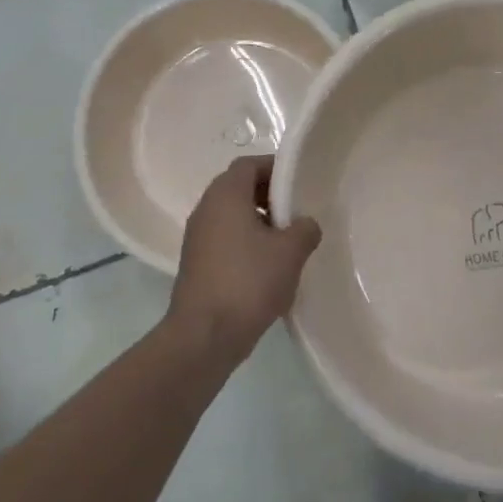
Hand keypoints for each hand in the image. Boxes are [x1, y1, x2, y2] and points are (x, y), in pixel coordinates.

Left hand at [168, 155, 321, 364]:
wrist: (204, 337)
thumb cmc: (248, 282)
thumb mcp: (291, 251)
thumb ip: (305, 228)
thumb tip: (305, 224)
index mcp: (225, 196)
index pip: (249, 164)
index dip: (275, 168)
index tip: (300, 184)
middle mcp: (206, 210)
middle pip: (239, 188)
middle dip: (270, 196)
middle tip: (297, 212)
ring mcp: (197, 238)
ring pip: (232, 216)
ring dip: (259, 222)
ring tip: (288, 242)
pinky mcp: (197, 264)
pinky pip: (226, 240)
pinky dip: (247, 244)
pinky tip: (269, 268)